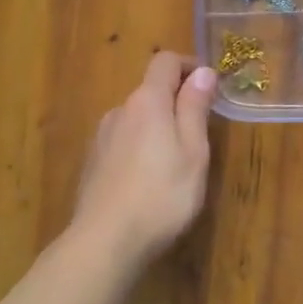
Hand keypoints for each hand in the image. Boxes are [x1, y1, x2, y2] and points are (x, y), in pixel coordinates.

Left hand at [68, 52, 215, 268]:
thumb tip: (203, 71)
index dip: (190, 65)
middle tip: (200, 134)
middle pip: (150, 91)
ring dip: (157, 128)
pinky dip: (139, 148)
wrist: (105, 242)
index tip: (210, 87)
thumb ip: (195, 108)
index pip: (165, 61)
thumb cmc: (162, 195)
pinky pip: (122, 142)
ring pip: (136, 119)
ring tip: (175, 163)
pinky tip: (147, 181)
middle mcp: (119, 111)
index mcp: (147, 101)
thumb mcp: (193, 151)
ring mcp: (101, 137)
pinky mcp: (92, 163)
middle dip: (176, 102)